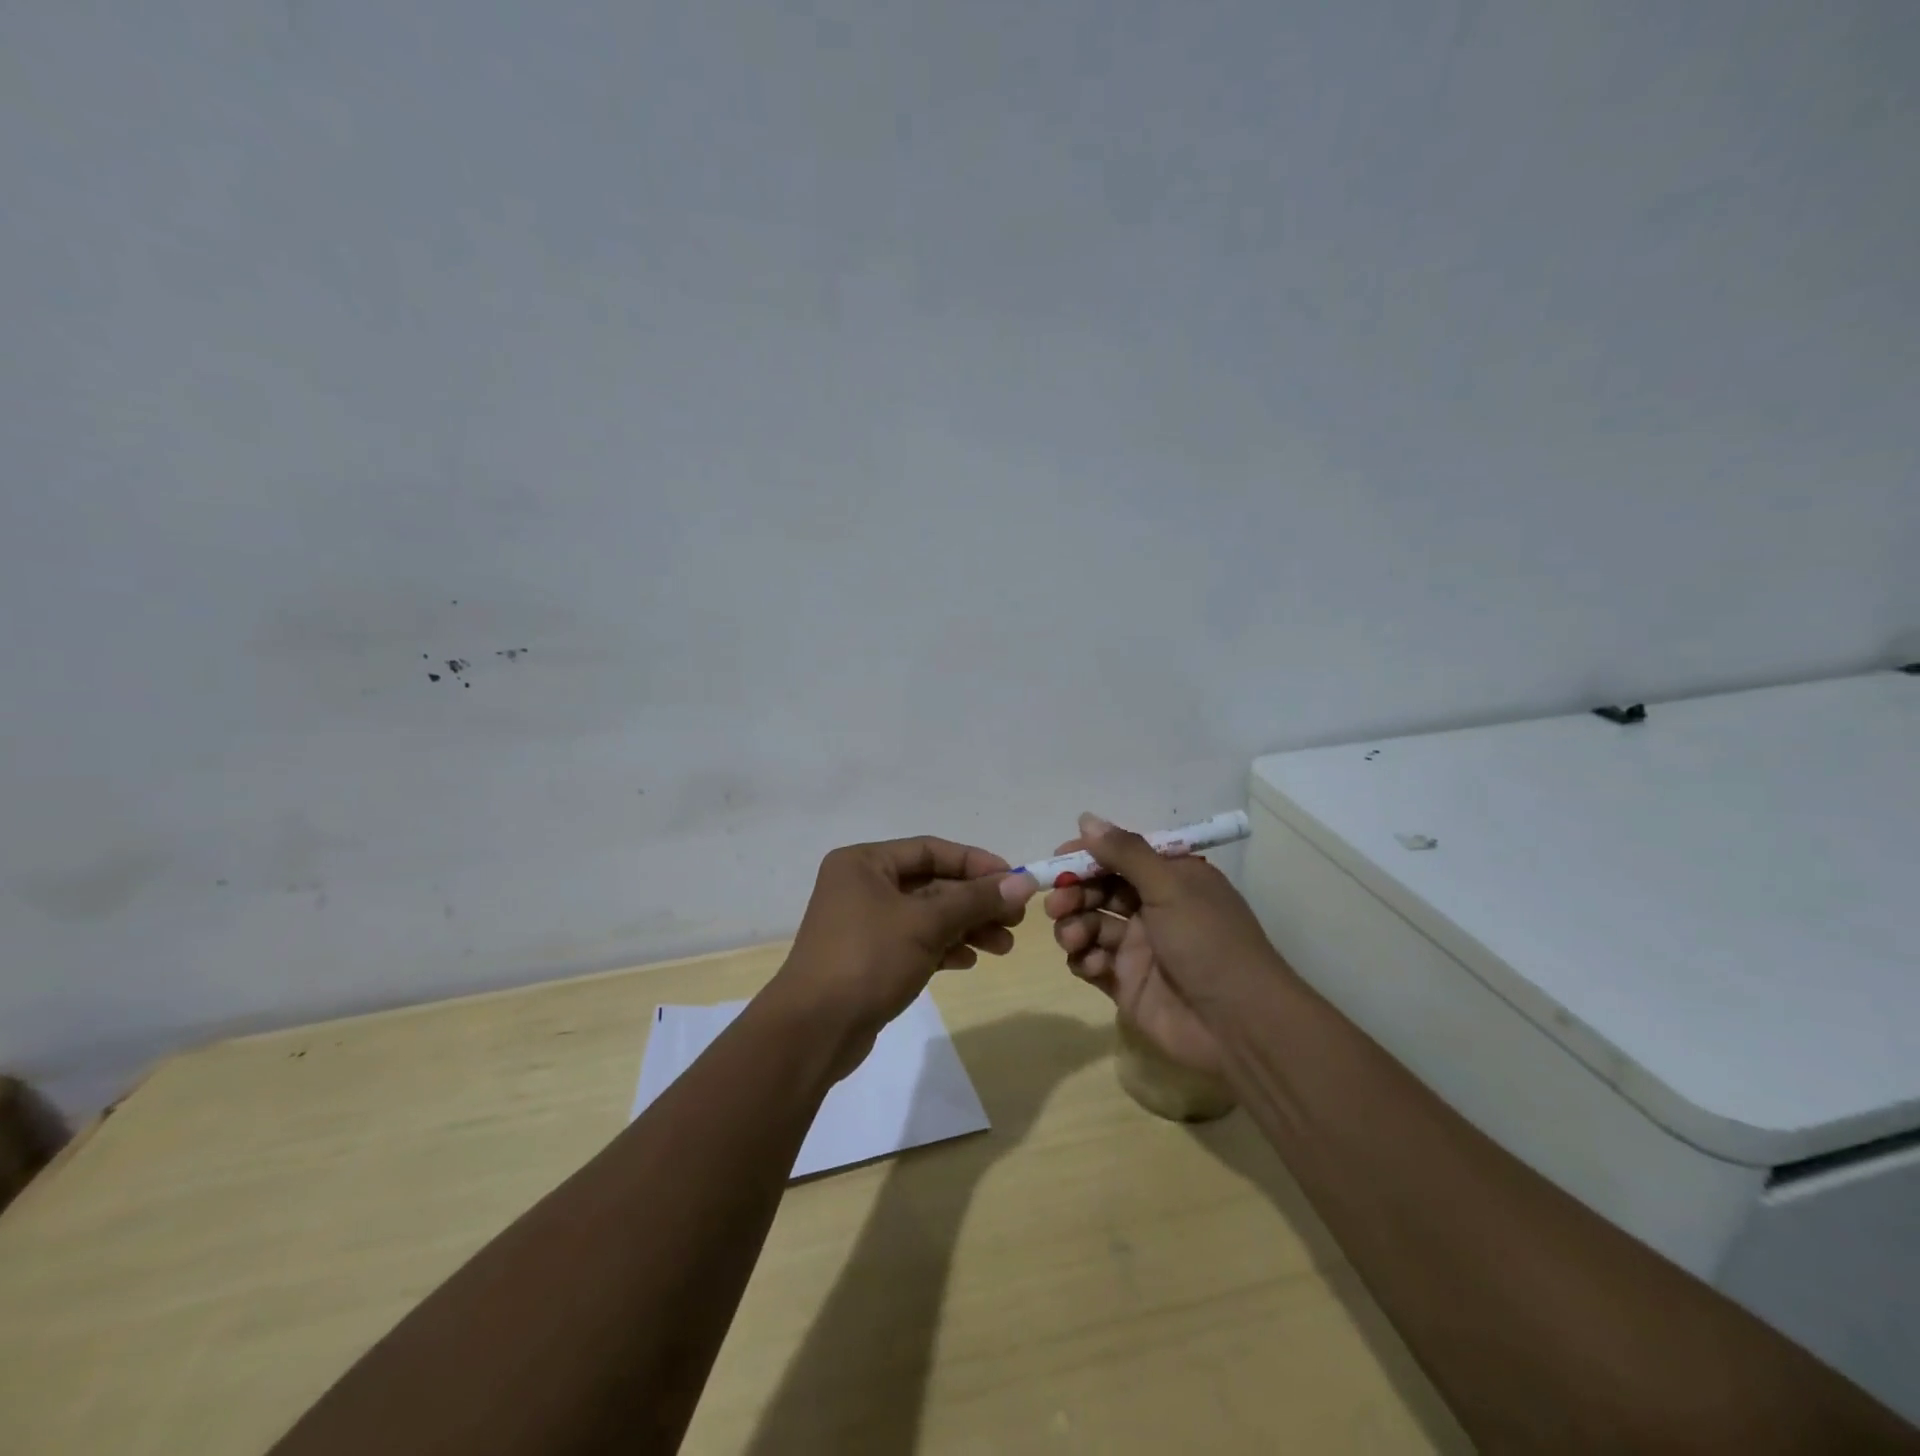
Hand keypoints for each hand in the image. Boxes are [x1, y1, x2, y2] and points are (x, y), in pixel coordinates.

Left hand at [772, 837, 1027, 1077]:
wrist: (813, 1030)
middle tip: (1015, 920)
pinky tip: (969, 960)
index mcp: (864, 862)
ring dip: (966, 927)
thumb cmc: (868, 959)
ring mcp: (863, 923)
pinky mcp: (868, 957)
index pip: (931, 849)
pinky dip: (943, 947)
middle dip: (975, 901)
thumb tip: (1024, 881)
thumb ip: (976, 899)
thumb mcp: (926, 923)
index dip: (976, 863)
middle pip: (931, 883)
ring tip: (1004, 947)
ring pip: (926, 915)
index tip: (1014, 880)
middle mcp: (861, 885)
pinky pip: (915, 941)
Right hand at [1033, 813, 1286, 1076]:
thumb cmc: (1208, 941)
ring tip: (1073, 938)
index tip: (1058, 859)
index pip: (1120, 856)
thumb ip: (1126, 852)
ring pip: (1089, 925)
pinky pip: (1090, 962)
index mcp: (1170, 879)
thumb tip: (1086, 818)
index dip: (1087, 855)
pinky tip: (1093, 965)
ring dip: (1073, 926)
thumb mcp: (1170, 886)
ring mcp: (1137, 947)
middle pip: (1098, 890)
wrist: (1238, 1024)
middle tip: (1058, 904)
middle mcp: (1152, 908)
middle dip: (1073, 893)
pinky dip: (1084, 960)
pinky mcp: (1125, 983)